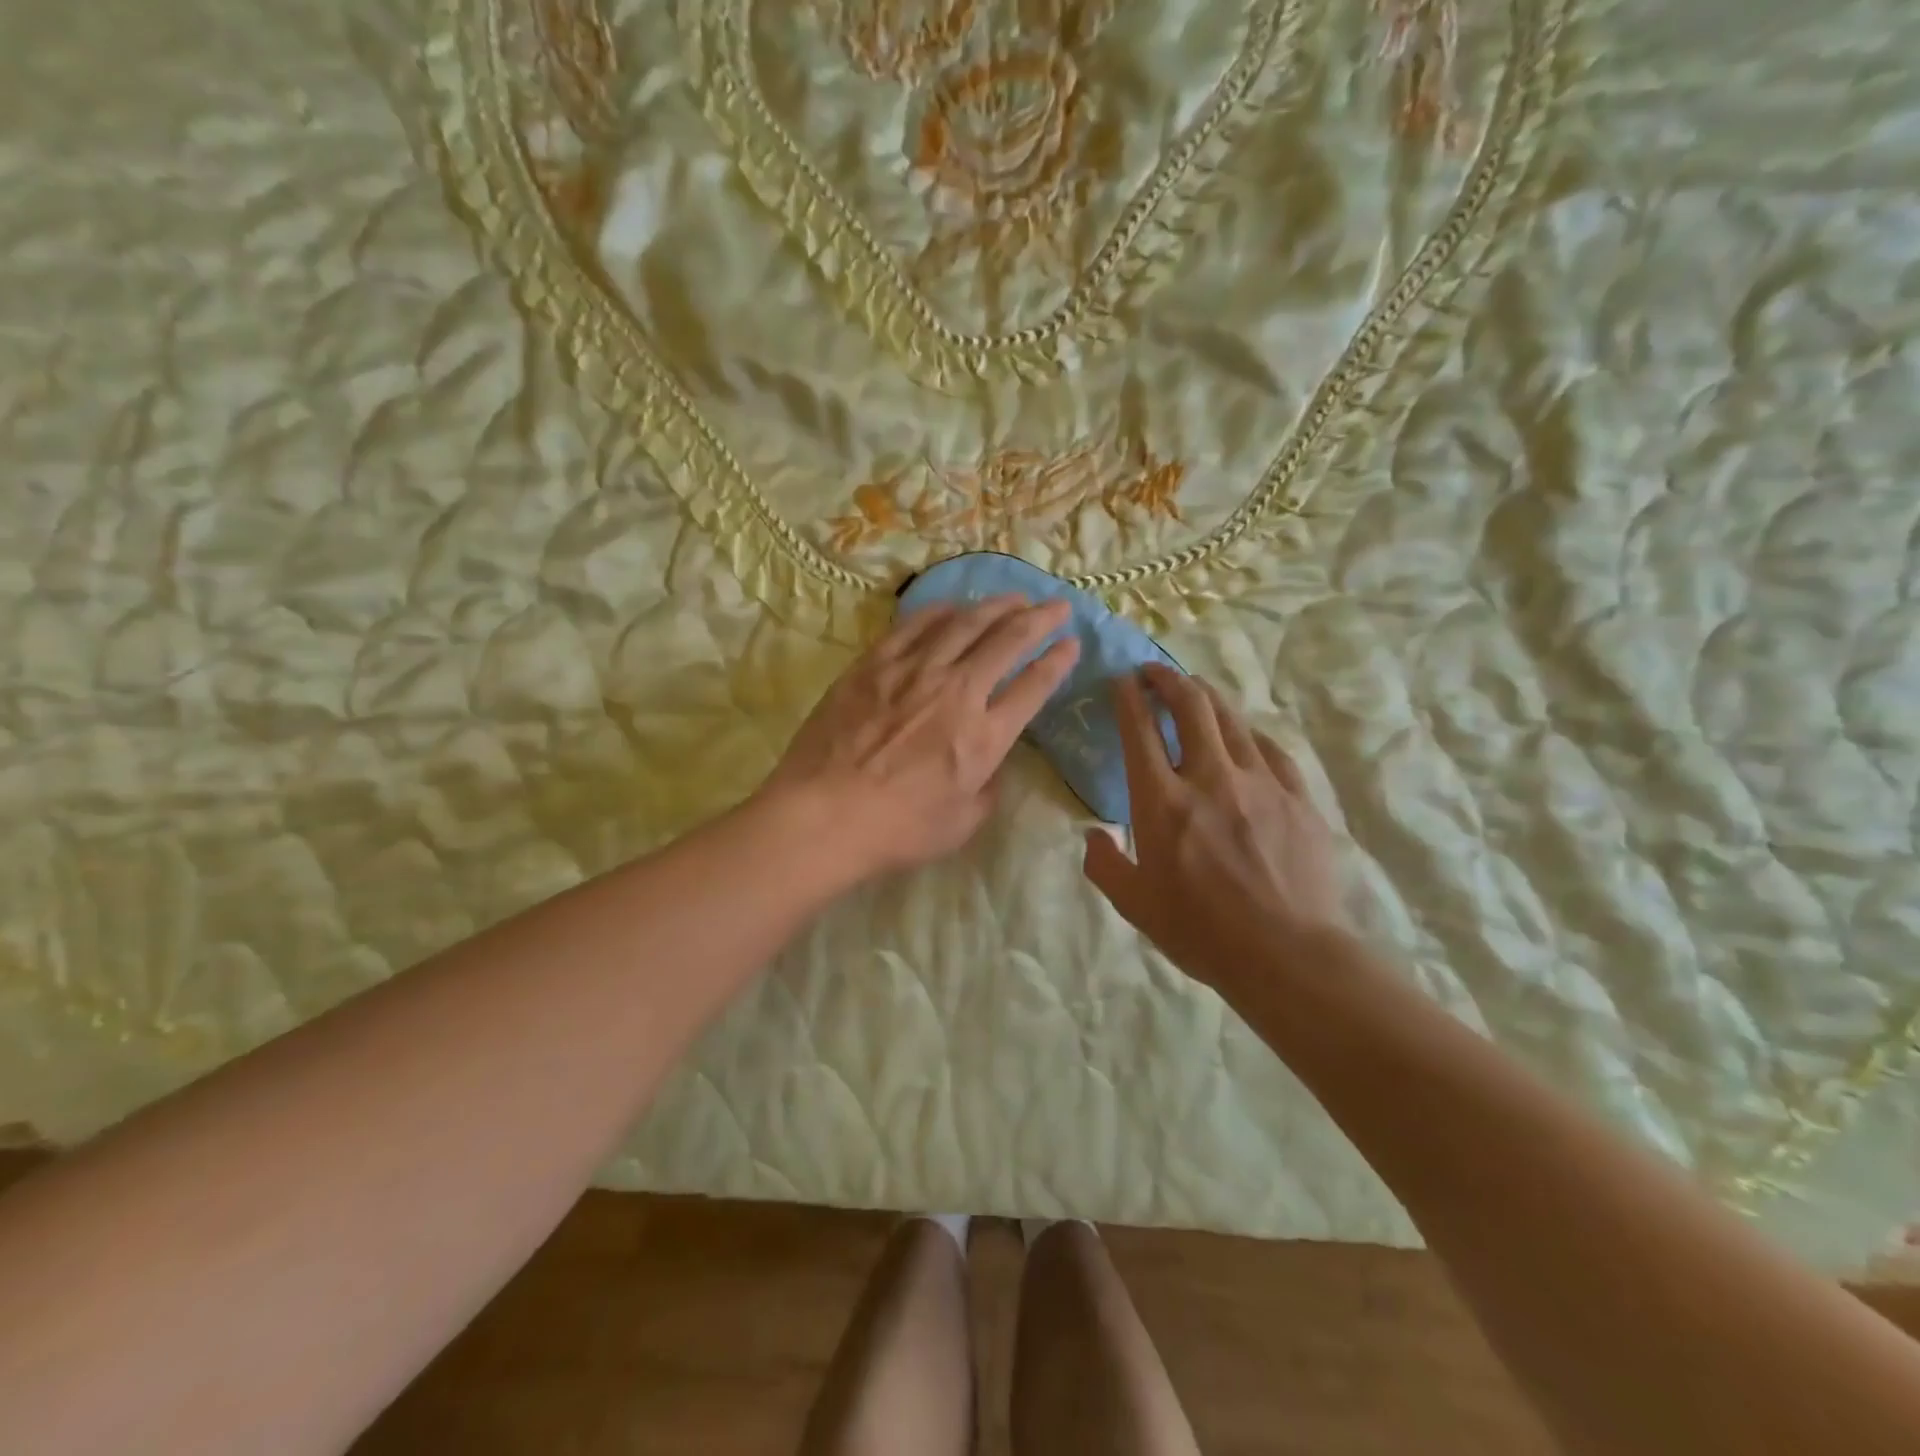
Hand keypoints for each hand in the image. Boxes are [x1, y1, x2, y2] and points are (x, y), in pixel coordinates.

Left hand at [762, 596, 1078, 886]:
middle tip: (1056, 606)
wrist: (825, 815)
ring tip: (1014, 598)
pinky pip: (914, 625)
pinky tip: (953, 606)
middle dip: (1040, 619)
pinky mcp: (874, 664)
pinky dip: (940, 611)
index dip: (1058, 661)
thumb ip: (987, 787)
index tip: (1071, 644)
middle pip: (1008, 641)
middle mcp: (958, 692)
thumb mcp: (962, 824)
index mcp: (985, 736)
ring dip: (996, 606)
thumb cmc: (898, 831)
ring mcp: (914, 672)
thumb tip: (991, 762)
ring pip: (964, 623)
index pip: (1034, 686)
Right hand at [1083, 664, 1345, 999]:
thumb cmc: (1201, 932)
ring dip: (1207, 696)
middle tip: (1154, 672)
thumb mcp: (1134, 906)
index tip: (1122, 681)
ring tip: (1194, 689)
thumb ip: (1105, 865)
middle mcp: (1209, 778)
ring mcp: (1259, 783)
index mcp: (1162, 802)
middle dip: (1168, 680)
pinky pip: (1271, 749)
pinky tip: (1245, 735)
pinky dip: (1250, 734)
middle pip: (1190, 707)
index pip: (1140, 731)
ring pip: (1231, 719)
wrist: (1287, 954)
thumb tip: (1095, 836)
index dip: (1129, 698)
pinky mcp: (1297, 797)